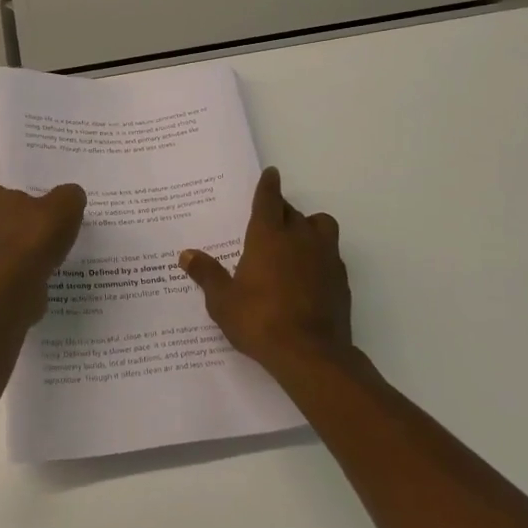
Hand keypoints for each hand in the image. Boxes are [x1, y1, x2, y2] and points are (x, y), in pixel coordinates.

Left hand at [0, 181, 86, 328]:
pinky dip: (1, 278)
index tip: (27, 212)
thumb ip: (68, 197)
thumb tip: (70, 196)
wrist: (8, 290)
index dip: (8, 200)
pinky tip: (25, 283)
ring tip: (27, 263)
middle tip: (25, 237)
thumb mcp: (64, 209)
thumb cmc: (31, 240)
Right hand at [179, 167, 360, 384]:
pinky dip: (320, 255)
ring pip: (321, 226)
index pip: (269, 200)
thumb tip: (186, 254)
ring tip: (295, 242)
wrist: (311, 354)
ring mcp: (325, 257)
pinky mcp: (341, 279)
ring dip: (309, 227)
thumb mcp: (223, 301)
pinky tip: (308, 274)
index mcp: (269, 236)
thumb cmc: (260, 321)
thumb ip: (207, 274)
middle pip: (293, 212)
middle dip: (282, 210)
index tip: (271, 173)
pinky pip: (331, 254)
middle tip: (269, 220)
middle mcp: (300, 238)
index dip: (268, 185)